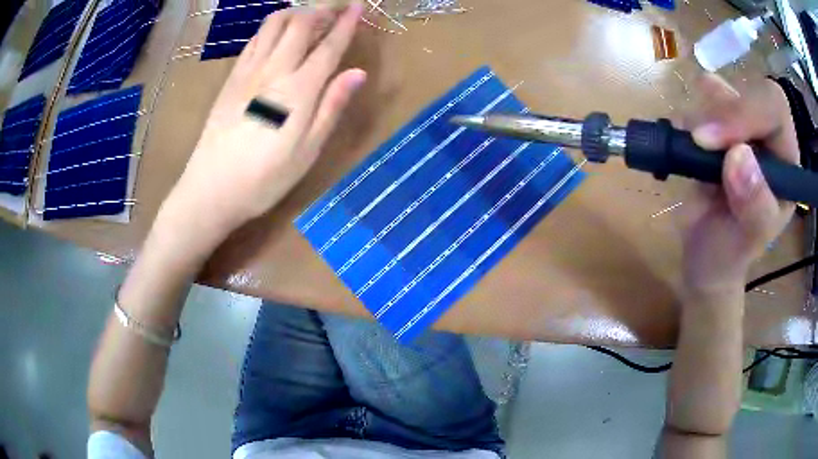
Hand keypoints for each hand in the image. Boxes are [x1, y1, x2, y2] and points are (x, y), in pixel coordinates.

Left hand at [161, 4, 366, 243]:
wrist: (210, 190)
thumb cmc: (264, 179)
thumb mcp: (307, 151)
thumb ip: (331, 107)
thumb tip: (358, 73)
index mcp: (298, 90)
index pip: (328, 46)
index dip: (346, 23)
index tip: (359, 6)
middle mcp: (273, 71)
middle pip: (300, 24)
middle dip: (323, 9)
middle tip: (339, 6)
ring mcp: (248, 72)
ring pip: (273, 25)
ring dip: (296, 13)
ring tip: (311, 15)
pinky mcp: (231, 79)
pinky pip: (254, 41)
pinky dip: (271, 28)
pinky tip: (278, 33)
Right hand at [680, 74, 797, 296]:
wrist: (704, 256)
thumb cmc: (730, 256)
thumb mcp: (746, 243)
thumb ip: (754, 208)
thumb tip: (738, 156)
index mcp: (786, 163)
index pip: (775, 109)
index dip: (748, 111)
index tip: (712, 139)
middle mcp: (767, 138)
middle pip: (748, 92)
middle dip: (722, 111)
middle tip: (698, 140)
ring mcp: (741, 130)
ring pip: (721, 92)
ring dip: (701, 116)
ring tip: (692, 153)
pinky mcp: (717, 128)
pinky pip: (700, 101)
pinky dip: (687, 116)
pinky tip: (684, 141)